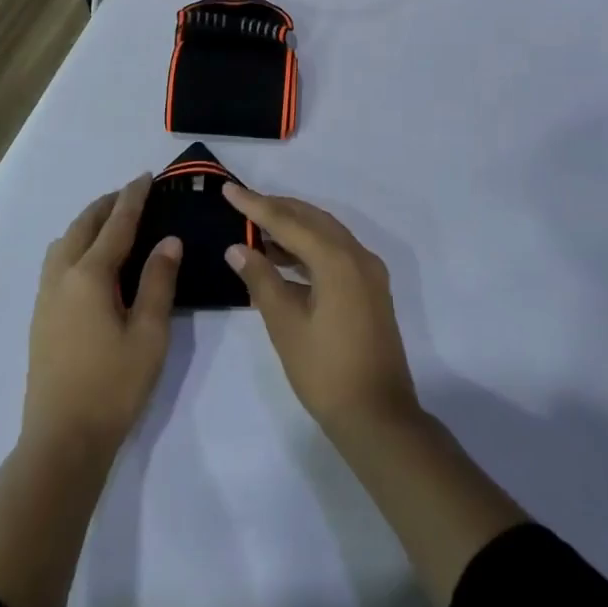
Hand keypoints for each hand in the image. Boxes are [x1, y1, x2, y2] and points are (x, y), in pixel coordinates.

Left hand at [23, 175, 181, 457]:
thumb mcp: (149, 334)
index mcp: (90, 276)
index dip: (132, 198)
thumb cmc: (113, 386)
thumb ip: (158, 282)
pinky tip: (89, 262)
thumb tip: (168, 241)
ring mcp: (46, 297)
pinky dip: (75, 244)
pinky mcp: (40, 317)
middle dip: (107, 205)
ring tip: (111, 223)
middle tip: (131, 194)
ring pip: (64, 242)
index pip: (116, 224)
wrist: (62, 441)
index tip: (146, 177)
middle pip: (83, 226)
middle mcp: (62, 277)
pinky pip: (56, 262)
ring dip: (88, 224)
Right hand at [222, 184, 420, 441]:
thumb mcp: (285, 324)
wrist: (378, 418)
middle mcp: (358, 256)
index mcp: (337, 260)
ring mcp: (368, 272)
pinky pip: (336, 252)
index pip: (289, 221)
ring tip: (257, 229)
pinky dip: (309, 248)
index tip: (228, 189)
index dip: (255, 205)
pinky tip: (284, 259)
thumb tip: (238, 248)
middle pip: (312, 219)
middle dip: (277, 208)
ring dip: (293, 228)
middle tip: (242, 204)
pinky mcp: (370, 289)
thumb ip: (261, 279)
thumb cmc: (325, 372)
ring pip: (326, 234)